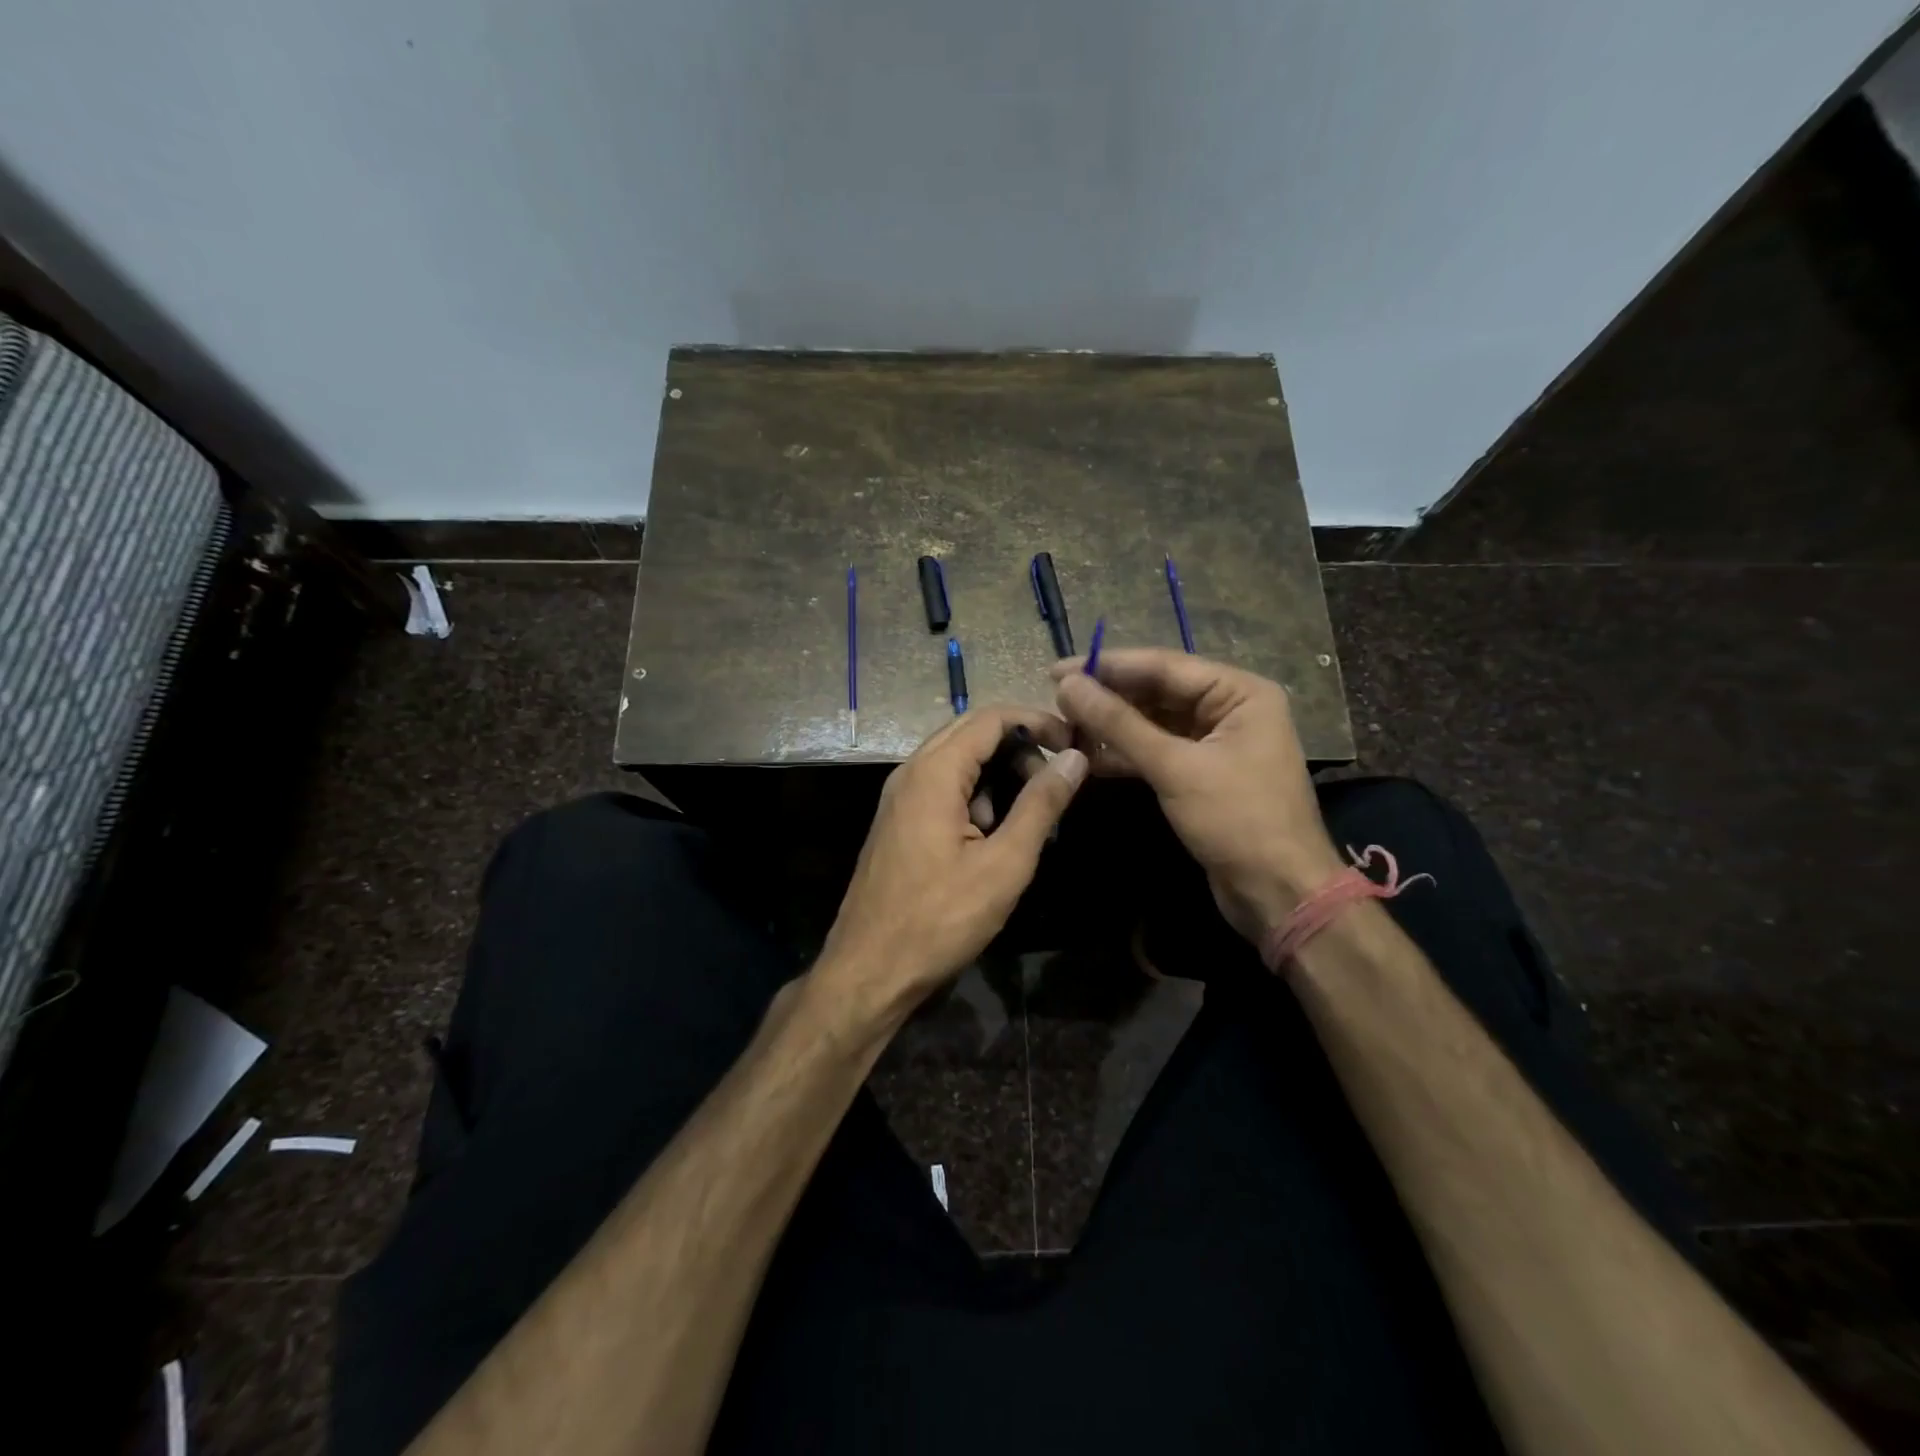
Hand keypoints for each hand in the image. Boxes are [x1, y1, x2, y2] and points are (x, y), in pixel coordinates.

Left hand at [817, 706, 1087, 1023]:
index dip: (1038, 722)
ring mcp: (899, 797)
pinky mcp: (898, 821)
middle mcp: (910, 772)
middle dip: (1019, 747)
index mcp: (933, 773)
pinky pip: (942, 788)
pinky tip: (992, 837)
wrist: (869, 970)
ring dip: (998, 774)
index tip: (1075, 745)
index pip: (992, 718)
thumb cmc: (940, 919)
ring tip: (1028, 816)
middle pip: (972, 732)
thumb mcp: (1004, 864)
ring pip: (957, 761)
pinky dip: (975, 796)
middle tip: (1056, 780)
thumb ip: (1040, 805)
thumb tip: (1074, 758)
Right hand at [1053, 650, 1342, 940]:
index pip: (1164, 666)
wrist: (1278, 893)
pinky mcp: (1200, 773)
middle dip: (1108, 697)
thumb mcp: (1174, 767)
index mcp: (1240, 693)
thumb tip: (1068, 686)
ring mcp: (1215, 742)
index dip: (1108, 666)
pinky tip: (1087, 756)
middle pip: (1157, 691)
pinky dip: (1124, 754)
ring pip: (1153, 722)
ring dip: (1111, 726)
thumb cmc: (1237, 820)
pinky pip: (1156, 751)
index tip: (1058, 671)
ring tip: (1064, 727)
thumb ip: (1119, 724)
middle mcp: (1230, 708)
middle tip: (1056, 699)